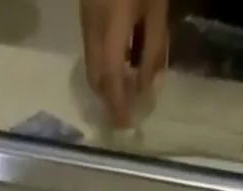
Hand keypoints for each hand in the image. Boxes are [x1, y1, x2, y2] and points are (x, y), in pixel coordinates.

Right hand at [82, 0, 168, 127]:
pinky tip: (121, 61)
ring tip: (126, 88)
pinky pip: (92, 49)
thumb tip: (148, 88)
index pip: (110, 79)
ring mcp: (85, 20)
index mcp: (111, 28)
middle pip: (95, 78)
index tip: (126, 126)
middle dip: (109, 99)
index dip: (117, 106)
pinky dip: (104, 64)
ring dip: (106, 83)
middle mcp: (92, 29)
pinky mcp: (85, 11)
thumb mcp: (156, 7)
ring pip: (91, 65)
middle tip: (126, 111)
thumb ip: (153, 49)